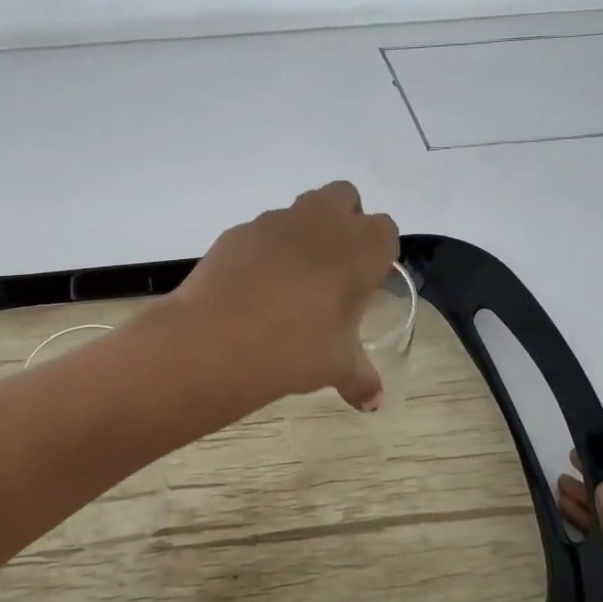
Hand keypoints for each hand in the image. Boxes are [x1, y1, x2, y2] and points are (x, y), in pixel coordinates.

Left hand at [166, 181, 398, 411]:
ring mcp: (276, 220)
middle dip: (343, 222)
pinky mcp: (238, 230)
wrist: (218, 338)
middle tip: (333, 269)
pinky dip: (263, 251)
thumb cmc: (296, 348)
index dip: (376, 255)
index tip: (364, 283)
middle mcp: (322, 221)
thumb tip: (373, 403)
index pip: (384, 231)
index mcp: (361, 246)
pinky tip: (252, 288)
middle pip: (344, 198)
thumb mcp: (336, 367)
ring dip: (302, 235)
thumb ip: (360, 378)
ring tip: (289, 283)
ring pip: (300, 212)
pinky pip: (260, 232)